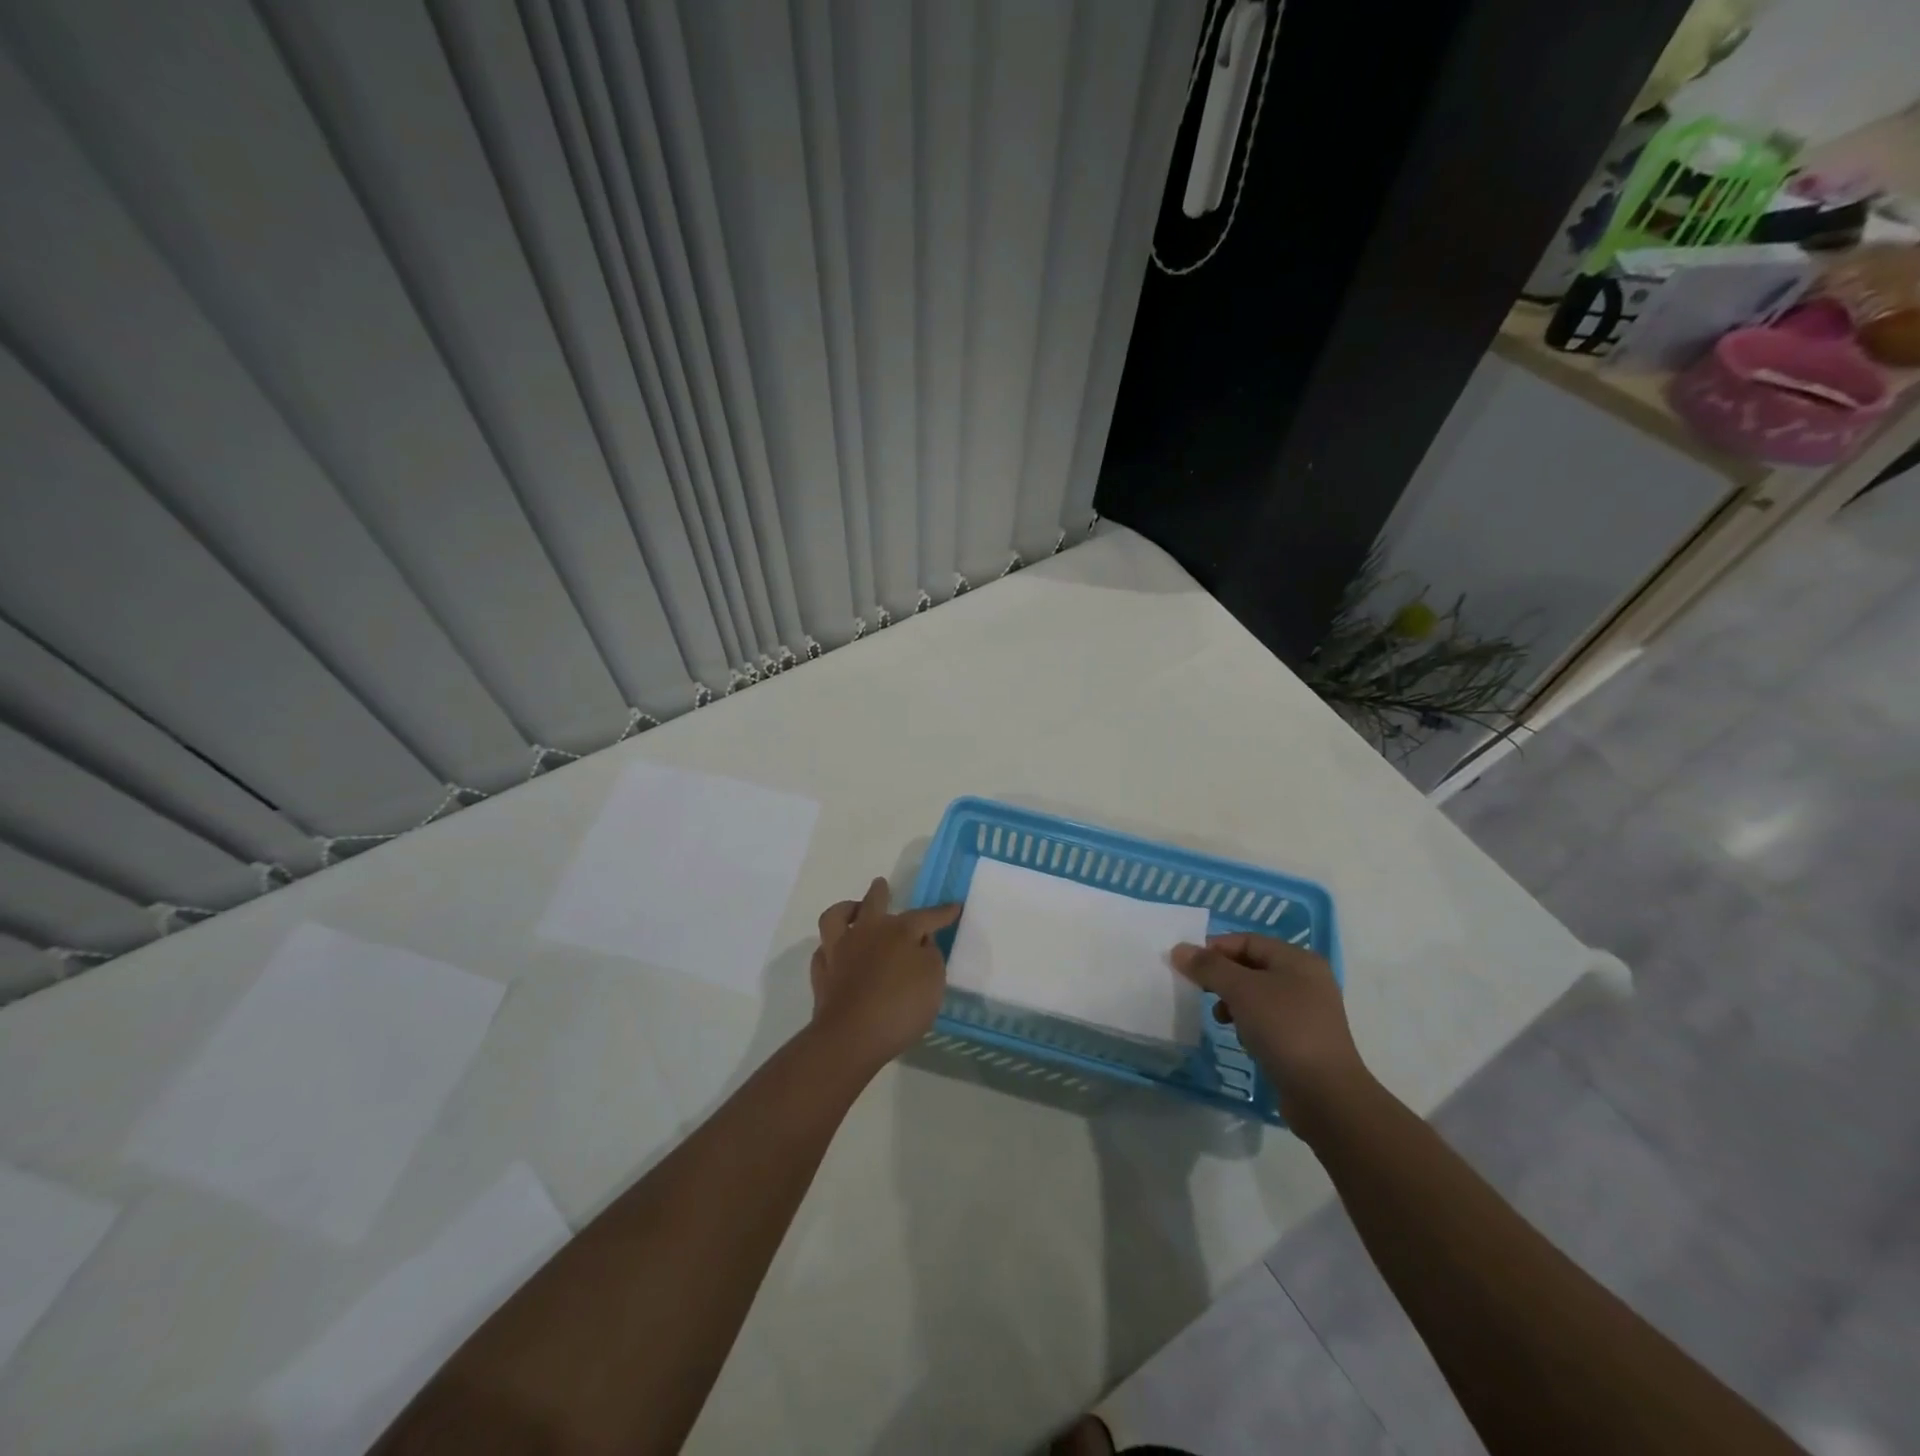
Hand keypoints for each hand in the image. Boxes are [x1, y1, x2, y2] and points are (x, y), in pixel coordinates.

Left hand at [810, 878, 960, 1071]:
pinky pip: (823, 951)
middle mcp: (866, 932)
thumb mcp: (933, 980)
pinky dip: (830, 948)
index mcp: (898, 931)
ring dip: (845, 910)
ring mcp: (839, 951)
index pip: (925, 916)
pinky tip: (836, 953)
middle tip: (881, 884)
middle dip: (880, 892)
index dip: (942, 913)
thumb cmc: (900, 1006)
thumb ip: (930, 956)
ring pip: (836, 917)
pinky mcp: (822, 974)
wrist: (851, 1036)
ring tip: (853, 910)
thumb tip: (921, 944)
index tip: (954, 906)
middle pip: (873, 903)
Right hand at [1172, 933, 1371, 1126]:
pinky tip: (1241, 1039)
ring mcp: (1307, 1012)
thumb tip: (1179, 949)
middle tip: (1199, 991)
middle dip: (1222, 977)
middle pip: (1252, 966)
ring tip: (1221, 1019)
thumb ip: (1209, 967)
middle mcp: (1306, 980)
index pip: (1247, 941)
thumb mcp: (1241, 990)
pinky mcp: (1303, 1040)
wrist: (1325, 1095)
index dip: (1215, 948)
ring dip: (1233, 1002)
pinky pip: (1267, 1020)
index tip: (1188, 966)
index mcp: (1297, 960)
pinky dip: (1249, 1023)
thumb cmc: (1284, 1029)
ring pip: (1257, 995)